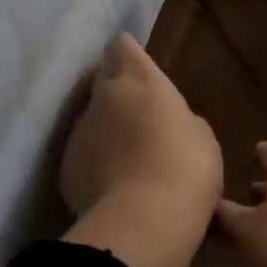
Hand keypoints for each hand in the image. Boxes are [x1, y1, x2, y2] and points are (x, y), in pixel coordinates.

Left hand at [60, 35, 221, 219]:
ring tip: (128, 155)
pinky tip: (114, 183)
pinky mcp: (66, 166)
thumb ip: (178, 117)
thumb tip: (166, 121)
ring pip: (91, 119)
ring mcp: (80, 131)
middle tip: (137, 112)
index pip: (122, 47)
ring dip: (106, 128)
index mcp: (140, 79)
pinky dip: (96, 161)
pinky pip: (83, 154)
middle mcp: (103, 96)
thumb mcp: (200, 135)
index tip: (137, 66)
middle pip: (103, 79)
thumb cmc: (187, 166)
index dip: (128, 54)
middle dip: (116, 90)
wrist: (145, 220)